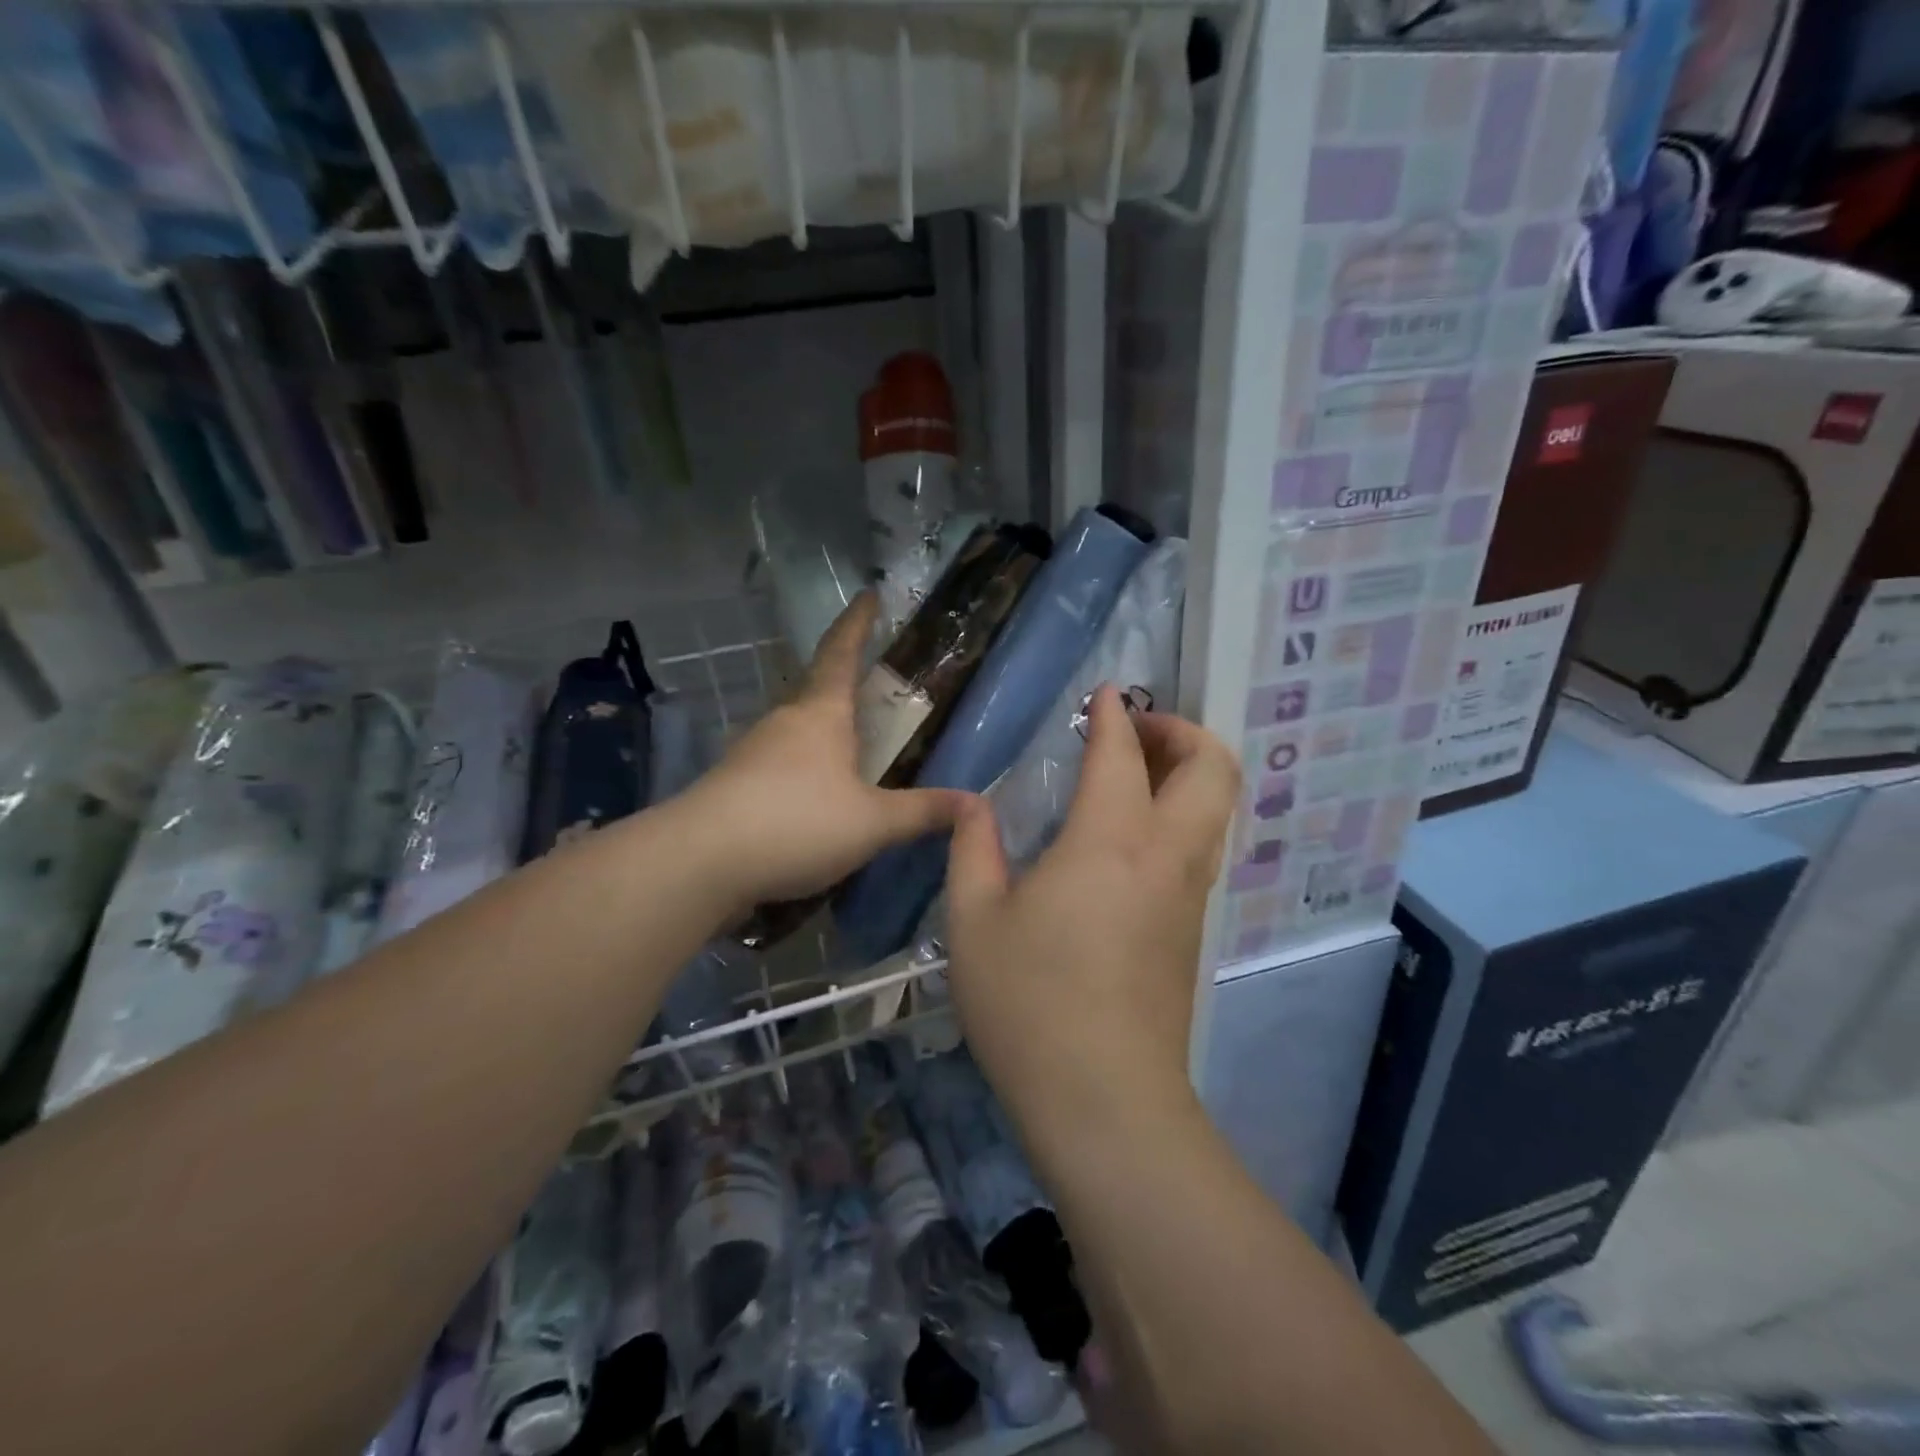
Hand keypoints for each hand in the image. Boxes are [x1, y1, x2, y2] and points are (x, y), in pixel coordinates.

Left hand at [682, 593, 970, 910]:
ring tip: (853, 753)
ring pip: (797, 731)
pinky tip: (815, 799)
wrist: (700, 862)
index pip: (842, 652)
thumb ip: (922, 812)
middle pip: (818, 691)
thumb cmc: (796, 823)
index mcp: (821, 714)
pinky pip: (779, 764)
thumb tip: (975, 803)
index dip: (858, 623)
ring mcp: (752, 751)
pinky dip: (803, 770)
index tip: (868, 594)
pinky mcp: (734, 784)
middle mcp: (784, 722)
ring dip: (824, 734)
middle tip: (875, 692)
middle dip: (845, 686)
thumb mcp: (872, 823)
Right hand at [944, 686, 1240, 1130]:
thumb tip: (973, 804)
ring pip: (1218, 808)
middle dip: (1182, 731)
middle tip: (1135, 730)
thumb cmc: (1029, 1004)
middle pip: (1212, 769)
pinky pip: (1203, 847)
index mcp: (1109, 841)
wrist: (1104, 1101)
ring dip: (1189, 773)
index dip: (1115, 713)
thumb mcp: (974, 921)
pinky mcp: (1193, 930)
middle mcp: (1166, 856)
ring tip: (1135, 774)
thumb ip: (972, 849)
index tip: (1105, 692)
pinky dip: (1183, 814)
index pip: (1123, 754)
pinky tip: (1132, 836)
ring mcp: (1189, 895)